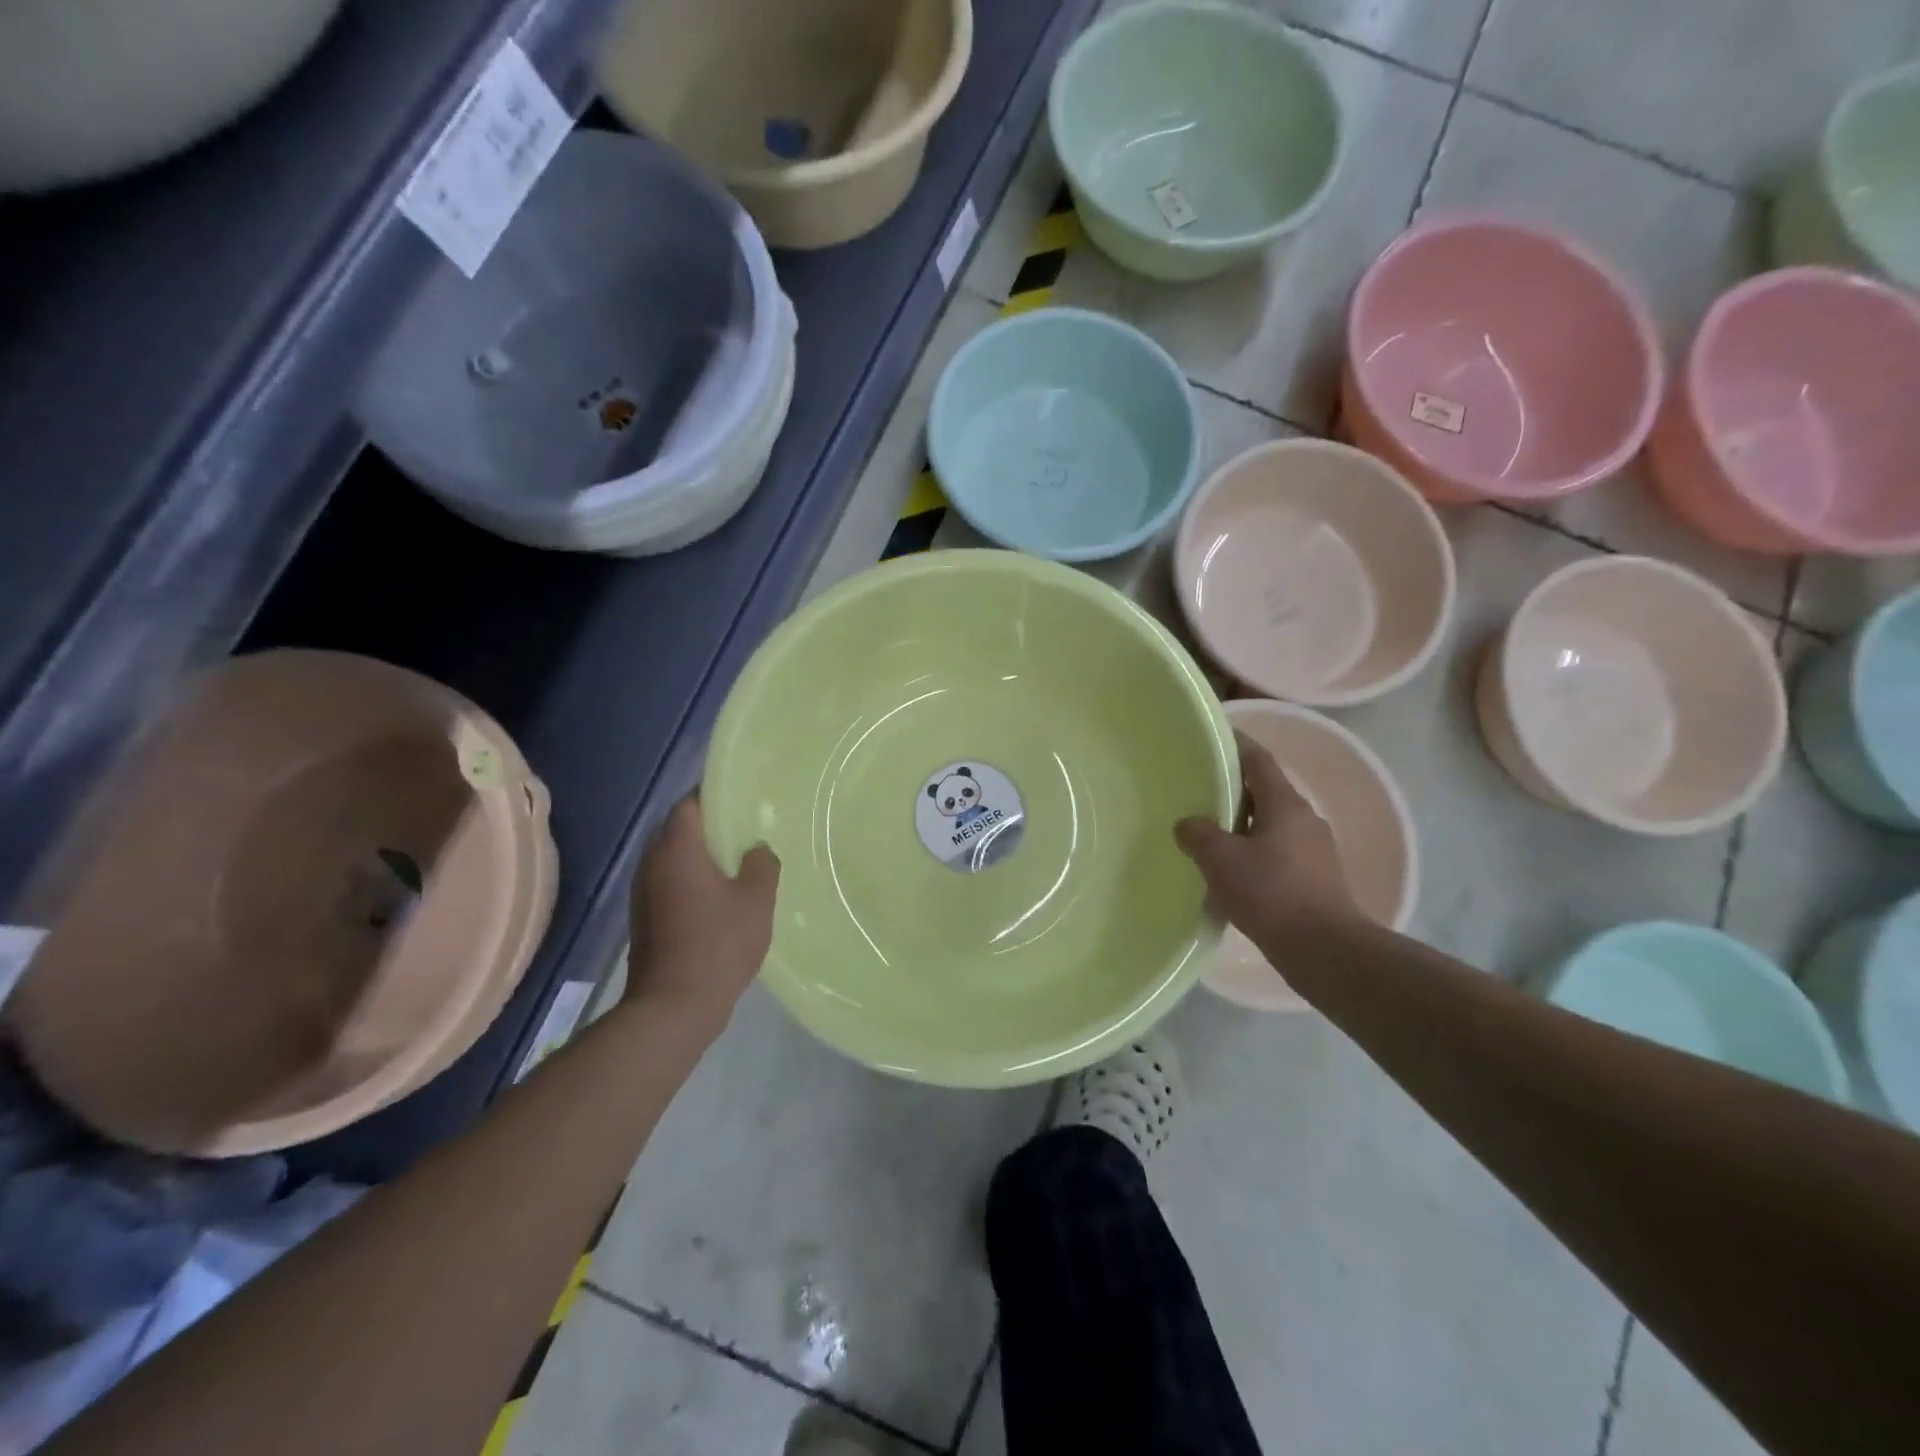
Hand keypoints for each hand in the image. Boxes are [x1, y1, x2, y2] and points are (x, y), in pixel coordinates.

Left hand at [628, 796, 779, 1031]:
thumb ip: (762, 865)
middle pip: (678, 830)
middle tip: (745, 832)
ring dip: (699, 857)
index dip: (714, 797)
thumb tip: (757, 850)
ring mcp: (643, 892)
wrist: (673, 1006)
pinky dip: (691, 881)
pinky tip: (719, 898)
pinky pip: (669, 883)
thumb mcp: (756, 901)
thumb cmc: (718, 944)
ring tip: (736, 864)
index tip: (741, 802)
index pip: (689, 804)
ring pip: (672, 859)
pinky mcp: (643, 918)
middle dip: (709, 828)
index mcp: (677, 849)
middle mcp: (652, 863)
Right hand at [1175, 733, 1357, 948]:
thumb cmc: (1271, 893)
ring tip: (1209, 839)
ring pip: (1269, 826)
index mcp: (1285, 804)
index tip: (1210, 741)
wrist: (1325, 949)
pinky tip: (1231, 877)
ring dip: (1241, 828)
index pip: (1258, 760)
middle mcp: (1304, 820)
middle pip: (1264, 792)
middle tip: (1198, 795)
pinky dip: (1253, 856)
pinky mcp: (1315, 880)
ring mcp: (1314, 851)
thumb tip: (1188, 825)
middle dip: (1232, 792)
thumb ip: (1198, 833)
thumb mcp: (1221, 859)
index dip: (1235, 745)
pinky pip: (1277, 855)